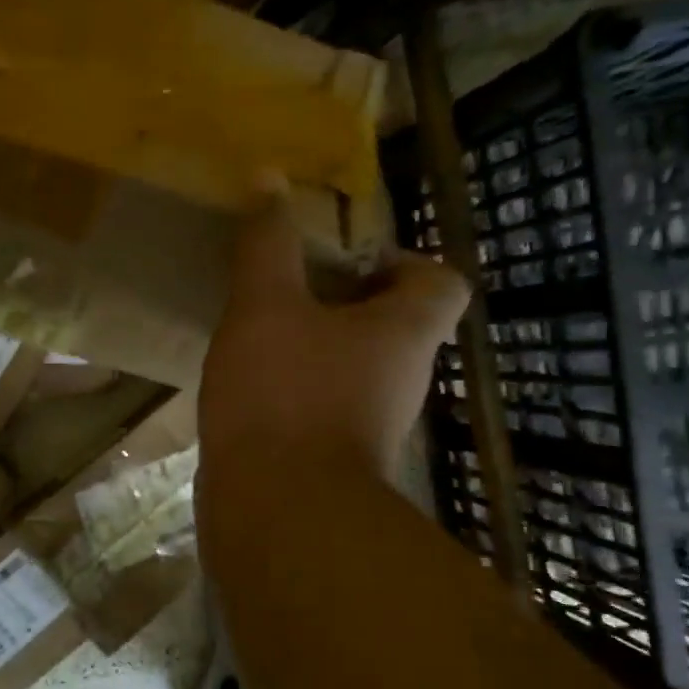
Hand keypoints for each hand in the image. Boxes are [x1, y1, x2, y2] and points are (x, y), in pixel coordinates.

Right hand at [200, 182, 468, 480]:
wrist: (279, 512)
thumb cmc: (283, 394)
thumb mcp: (264, 305)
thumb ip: (268, 243)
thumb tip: (269, 175)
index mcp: (405, 332)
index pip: (440, 281)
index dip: (402, 260)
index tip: (343, 259)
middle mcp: (402, 377)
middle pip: (393, 324)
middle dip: (342, 300)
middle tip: (286, 287)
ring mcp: (369, 422)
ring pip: (353, 365)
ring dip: (315, 344)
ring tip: (259, 331)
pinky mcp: (334, 457)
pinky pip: (322, 403)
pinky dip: (295, 387)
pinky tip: (248, 384)